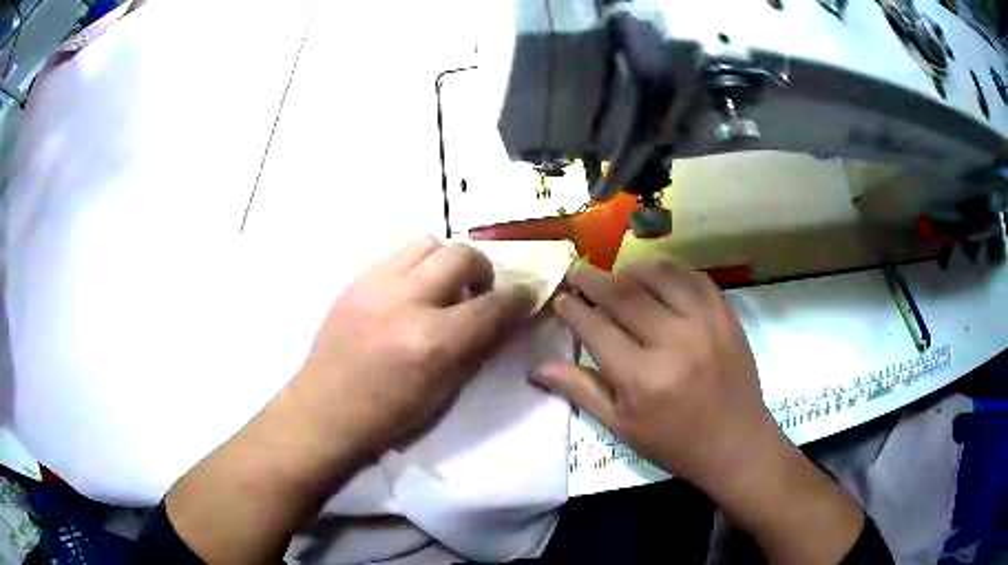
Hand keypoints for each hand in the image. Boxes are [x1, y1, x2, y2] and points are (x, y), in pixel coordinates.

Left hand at [297, 235, 535, 458]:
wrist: (326, 410)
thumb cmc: (389, 415)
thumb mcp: (445, 391)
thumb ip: (479, 347)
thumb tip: (505, 316)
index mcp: (433, 342)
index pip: (493, 305)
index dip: (519, 298)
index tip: (525, 295)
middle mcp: (406, 302)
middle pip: (462, 255)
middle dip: (483, 270)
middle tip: (478, 290)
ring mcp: (375, 285)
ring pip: (428, 242)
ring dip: (446, 260)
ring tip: (441, 286)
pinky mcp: (355, 279)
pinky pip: (397, 253)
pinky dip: (416, 266)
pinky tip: (410, 291)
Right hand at [531, 260, 773, 489]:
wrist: (735, 442)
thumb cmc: (673, 442)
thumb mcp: (621, 426)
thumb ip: (581, 390)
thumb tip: (537, 367)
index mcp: (642, 378)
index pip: (595, 327)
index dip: (572, 307)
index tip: (560, 297)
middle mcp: (673, 342)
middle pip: (622, 293)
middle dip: (592, 278)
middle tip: (577, 271)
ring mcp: (705, 323)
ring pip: (659, 275)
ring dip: (630, 269)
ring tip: (617, 276)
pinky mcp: (727, 315)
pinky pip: (694, 277)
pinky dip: (671, 273)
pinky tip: (659, 282)